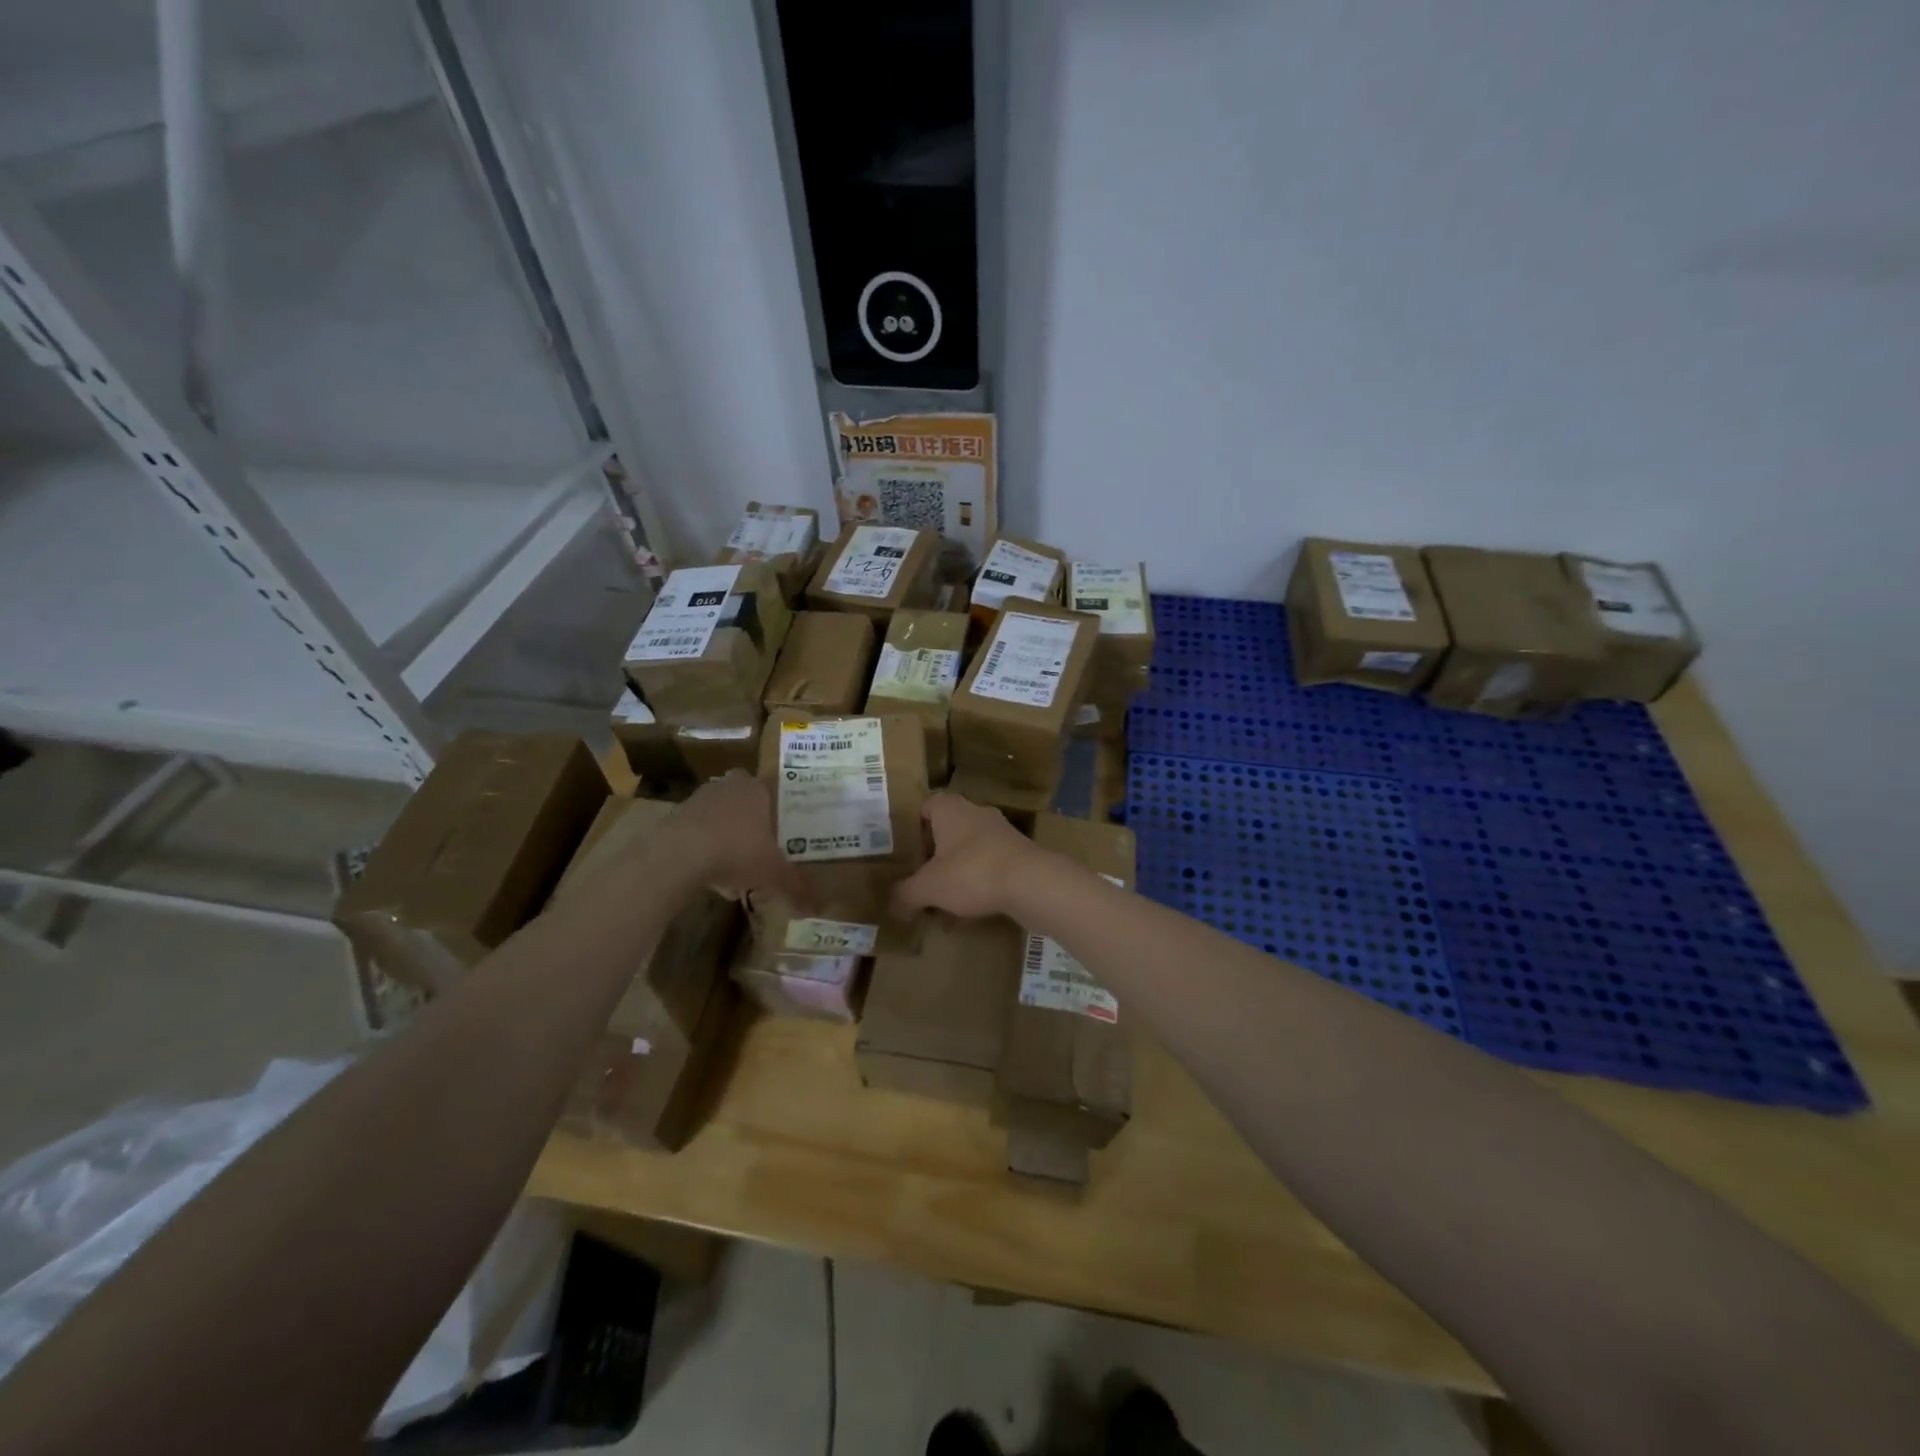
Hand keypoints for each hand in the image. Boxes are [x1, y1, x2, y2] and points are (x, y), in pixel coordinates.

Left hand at [672, 771, 810, 907]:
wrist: (680, 854)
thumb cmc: (738, 851)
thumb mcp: (774, 873)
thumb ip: (795, 887)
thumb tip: (814, 909)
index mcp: (759, 790)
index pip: (773, 791)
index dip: (778, 811)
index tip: (783, 831)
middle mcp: (730, 786)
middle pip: (745, 802)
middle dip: (752, 823)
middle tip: (761, 848)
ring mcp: (700, 798)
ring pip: (721, 816)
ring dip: (727, 837)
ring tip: (736, 871)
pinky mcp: (676, 816)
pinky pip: (698, 832)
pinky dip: (705, 849)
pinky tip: (711, 876)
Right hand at [891, 792, 1045, 918]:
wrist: (1032, 883)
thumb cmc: (972, 873)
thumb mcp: (928, 887)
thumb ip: (905, 894)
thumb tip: (891, 904)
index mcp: (951, 809)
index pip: (926, 805)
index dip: (913, 826)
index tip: (905, 850)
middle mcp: (976, 813)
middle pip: (948, 830)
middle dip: (934, 856)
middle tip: (920, 879)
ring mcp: (1001, 833)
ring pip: (968, 851)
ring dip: (955, 874)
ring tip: (942, 904)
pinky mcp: (1019, 854)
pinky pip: (989, 867)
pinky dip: (977, 885)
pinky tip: (968, 913)